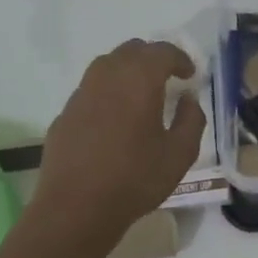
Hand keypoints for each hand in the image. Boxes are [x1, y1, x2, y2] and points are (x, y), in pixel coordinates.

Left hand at [33, 40, 205, 245]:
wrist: (76, 207)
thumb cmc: (135, 179)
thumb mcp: (180, 154)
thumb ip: (192, 119)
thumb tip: (188, 99)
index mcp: (138, 81)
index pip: (162, 52)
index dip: (180, 59)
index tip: (190, 75)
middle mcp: (106, 77)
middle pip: (131, 50)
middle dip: (153, 58)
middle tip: (168, 78)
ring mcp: (80, 94)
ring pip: (107, 66)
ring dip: (128, 71)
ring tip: (142, 94)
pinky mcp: (65, 114)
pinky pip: (91, 90)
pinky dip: (108, 92)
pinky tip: (116, 119)